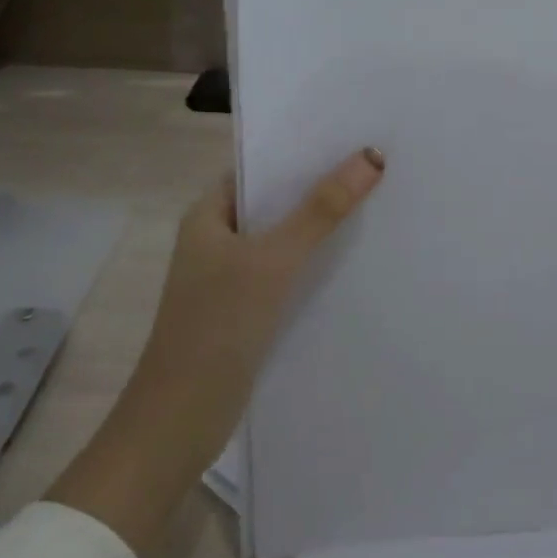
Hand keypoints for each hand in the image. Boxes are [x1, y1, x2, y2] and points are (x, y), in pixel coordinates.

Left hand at [48, 148, 384, 556]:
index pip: (259, 166)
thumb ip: (321, 210)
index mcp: (208, 215)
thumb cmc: (216, 328)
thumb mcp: (272, 261)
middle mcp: (218, 239)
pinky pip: (288, 270)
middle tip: (378, 163)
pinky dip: (316, 260)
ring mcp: (232, 276)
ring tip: (379, 200)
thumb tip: (371, 156)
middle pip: (276, 200)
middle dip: (321, 184)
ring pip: (285, 237)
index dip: (302, 148)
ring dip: (322, 224)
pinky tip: (355, 257)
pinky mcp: (248, 309)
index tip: (353, 133)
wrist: (178, 424)